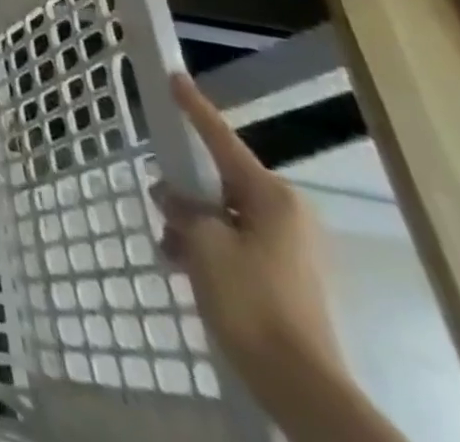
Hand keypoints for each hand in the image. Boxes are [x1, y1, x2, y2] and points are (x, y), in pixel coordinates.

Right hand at [156, 73, 345, 404]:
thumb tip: (172, 196)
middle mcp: (286, 213)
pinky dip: (207, 248)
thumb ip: (182, 207)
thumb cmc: (250, 300)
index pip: (220, 138)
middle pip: (220, 180)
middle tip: (160, 203)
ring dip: (192, 226)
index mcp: (271, 196)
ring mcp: (289, 246)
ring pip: (222, 214)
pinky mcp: (284, 275)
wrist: (298, 383)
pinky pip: (234, 241)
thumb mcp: (202, 242)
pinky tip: (185, 268)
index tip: (174, 77)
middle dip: (186, 190)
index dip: (193, 107)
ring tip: (170, 249)